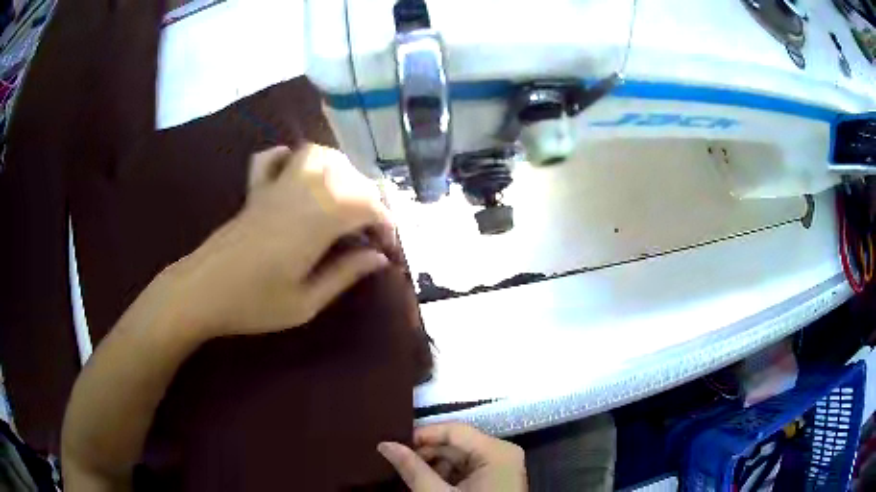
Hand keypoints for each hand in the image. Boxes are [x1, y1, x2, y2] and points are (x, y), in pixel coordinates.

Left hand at [163, 144, 396, 338]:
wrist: (200, 292)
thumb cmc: (252, 305)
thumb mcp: (305, 303)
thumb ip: (344, 275)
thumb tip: (378, 258)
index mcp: (315, 223)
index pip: (365, 204)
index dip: (385, 222)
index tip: (386, 248)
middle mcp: (299, 194)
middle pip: (347, 175)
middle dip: (369, 198)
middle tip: (369, 229)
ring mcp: (274, 187)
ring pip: (315, 155)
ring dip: (338, 169)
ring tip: (343, 196)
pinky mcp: (254, 191)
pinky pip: (271, 158)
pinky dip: (289, 157)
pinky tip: (296, 174)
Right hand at [378, 423, 526, 490]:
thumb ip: (413, 469)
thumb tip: (385, 444)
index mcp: (496, 451)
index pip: (454, 430)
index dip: (422, 435)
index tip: (393, 444)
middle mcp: (502, 453)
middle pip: (456, 444)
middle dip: (426, 454)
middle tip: (396, 461)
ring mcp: (501, 467)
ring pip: (459, 457)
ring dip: (433, 466)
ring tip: (409, 475)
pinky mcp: (496, 479)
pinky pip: (467, 469)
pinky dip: (446, 475)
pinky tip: (427, 483)